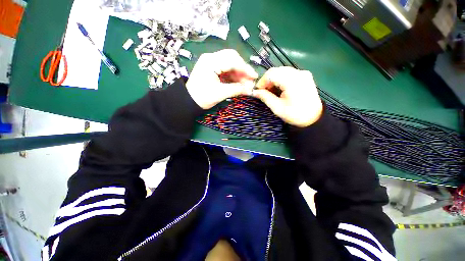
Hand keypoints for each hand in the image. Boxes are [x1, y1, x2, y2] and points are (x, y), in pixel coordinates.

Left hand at [186, 49, 257, 108]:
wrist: (189, 101)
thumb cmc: (202, 97)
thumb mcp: (220, 93)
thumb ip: (236, 89)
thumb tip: (250, 89)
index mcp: (211, 62)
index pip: (232, 61)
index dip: (245, 69)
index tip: (254, 77)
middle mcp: (211, 58)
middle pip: (232, 58)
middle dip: (243, 69)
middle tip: (250, 80)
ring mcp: (211, 63)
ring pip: (230, 63)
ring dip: (239, 73)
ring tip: (246, 83)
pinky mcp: (212, 68)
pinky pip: (226, 69)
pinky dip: (234, 75)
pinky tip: (239, 82)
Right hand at [252, 67, 322, 127]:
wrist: (313, 118)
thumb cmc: (294, 114)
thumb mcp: (277, 108)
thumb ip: (265, 97)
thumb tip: (254, 92)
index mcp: (292, 81)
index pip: (271, 74)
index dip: (262, 81)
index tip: (258, 91)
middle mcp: (298, 73)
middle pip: (276, 70)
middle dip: (267, 80)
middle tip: (263, 91)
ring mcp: (303, 73)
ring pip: (282, 71)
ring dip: (273, 79)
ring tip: (271, 90)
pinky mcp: (305, 75)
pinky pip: (288, 73)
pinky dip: (281, 79)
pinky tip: (280, 88)